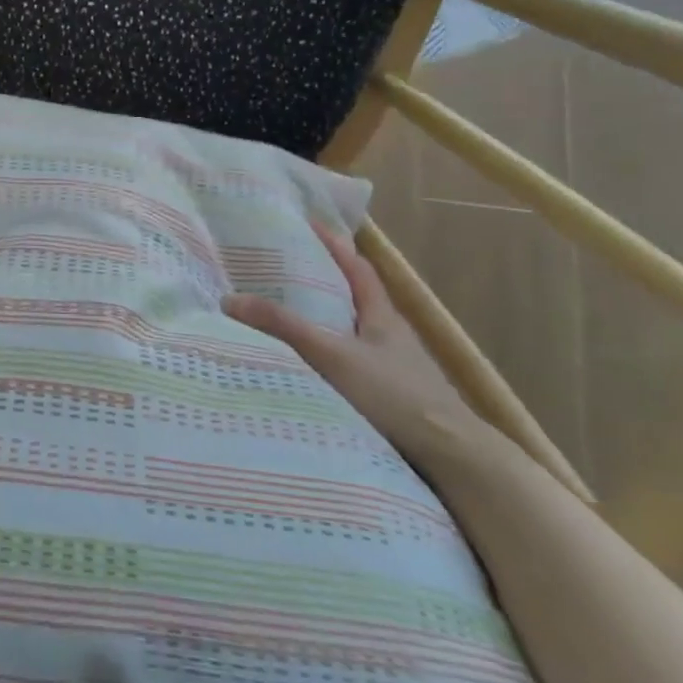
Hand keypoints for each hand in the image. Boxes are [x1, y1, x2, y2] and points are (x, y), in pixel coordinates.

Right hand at [223, 220, 490, 466]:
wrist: (452, 458)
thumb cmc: (394, 394)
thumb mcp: (332, 355)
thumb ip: (284, 328)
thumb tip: (230, 300)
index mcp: (382, 315)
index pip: (358, 268)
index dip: (335, 245)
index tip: (311, 224)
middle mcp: (390, 336)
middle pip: (356, 299)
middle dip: (325, 282)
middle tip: (287, 270)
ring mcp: (395, 369)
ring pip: (354, 334)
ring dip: (327, 323)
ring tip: (290, 318)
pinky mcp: (393, 399)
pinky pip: (354, 365)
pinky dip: (331, 358)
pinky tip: (312, 370)